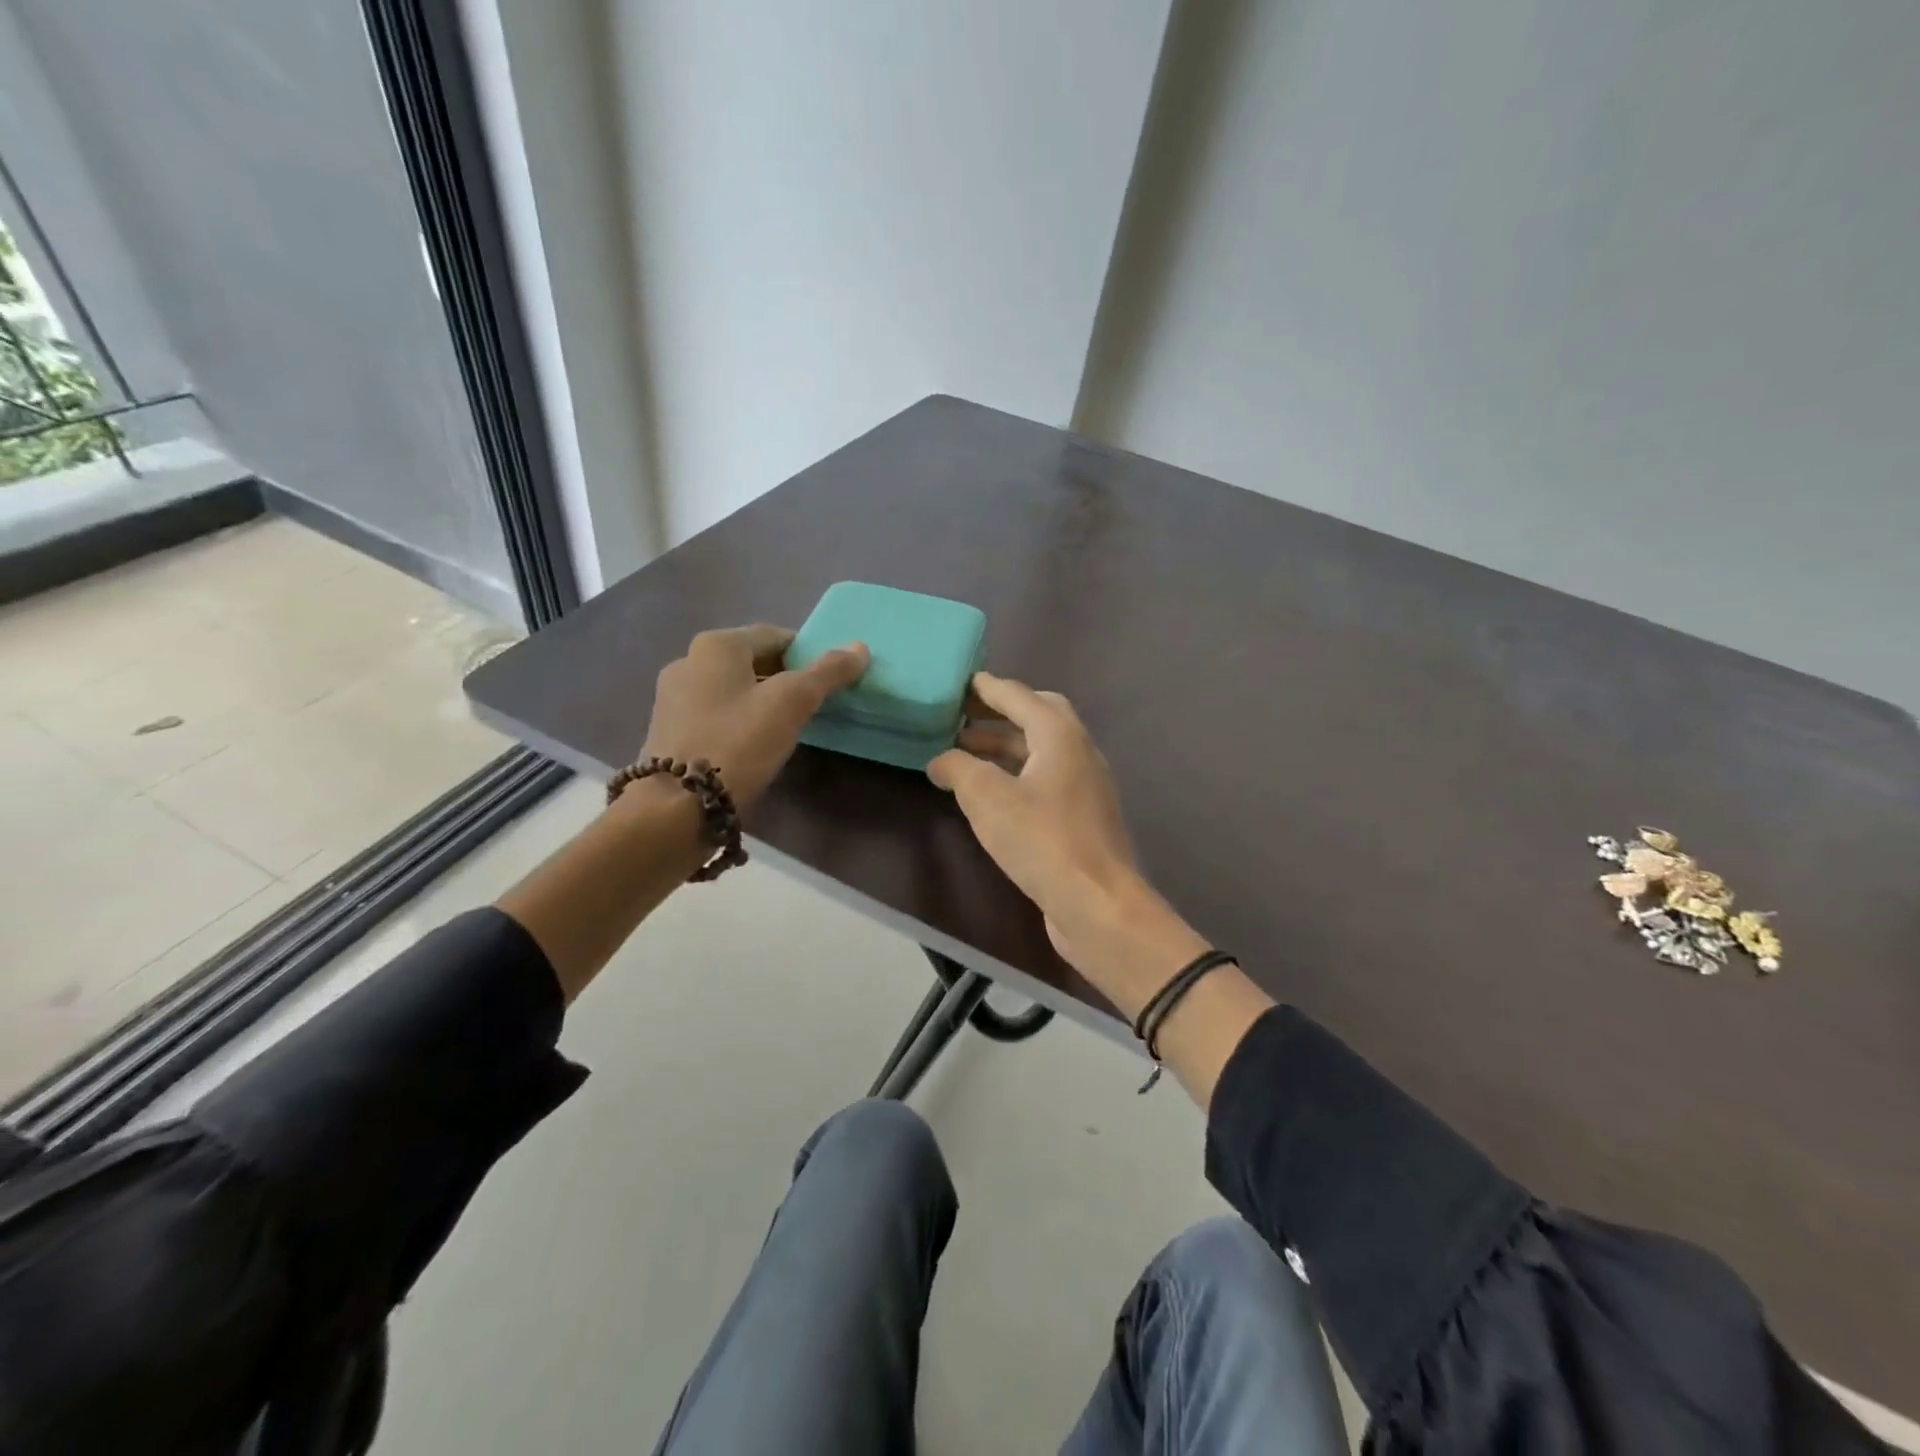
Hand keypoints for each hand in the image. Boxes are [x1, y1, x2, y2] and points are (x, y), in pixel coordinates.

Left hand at [641, 624, 868, 808]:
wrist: (677, 808)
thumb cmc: (738, 743)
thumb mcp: (792, 703)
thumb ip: (828, 672)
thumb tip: (860, 648)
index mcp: (716, 645)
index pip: (776, 636)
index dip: (808, 653)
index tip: (831, 678)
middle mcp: (688, 661)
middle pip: (753, 661)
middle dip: (785, 678)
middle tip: (815, 703)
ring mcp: (673, 698)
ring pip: (733, 689)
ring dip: (762, 701)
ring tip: (790, 727)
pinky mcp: (669, 731)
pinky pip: (716, 714)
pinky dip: (739, 721)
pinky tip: (755, 746)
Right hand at [928, 673, 1205, 1008]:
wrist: (1099, 905)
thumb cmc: (1043, 841)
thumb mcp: (988, 799)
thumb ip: (959, 769)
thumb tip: (940, 759)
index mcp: (1060, 735)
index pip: (1020, 696)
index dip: (988, 688)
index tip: (962, 682)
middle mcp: (1079, 752)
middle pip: (1040, 716)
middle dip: (1001, 713)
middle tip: (964, 716)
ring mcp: (1086, 786)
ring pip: (1043, 750)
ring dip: (1006, 746)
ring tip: (966, 753)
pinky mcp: (1084, 817)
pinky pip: (1047, 779)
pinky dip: (1018, 773)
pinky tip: (993, 794)